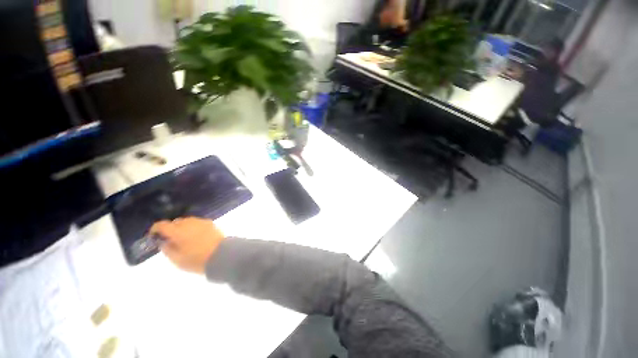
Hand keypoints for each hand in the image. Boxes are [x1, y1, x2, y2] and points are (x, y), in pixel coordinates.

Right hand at [150, 217, 225, 273]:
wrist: (221, 254)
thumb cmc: (197, 260)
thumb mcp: (177, 259)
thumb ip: (167, 249)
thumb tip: (163, 242)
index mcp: (178, 232)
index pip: (162, 225)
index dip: (155, 229)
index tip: (154, 235)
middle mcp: (189, 223)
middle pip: (175, 222)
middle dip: (171, 229)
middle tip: (171, 239)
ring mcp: (201, 222)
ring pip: (187, 221)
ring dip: (183, 227)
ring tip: (184, 238)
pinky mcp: (210, 223)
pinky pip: (197, 222)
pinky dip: (193, 227)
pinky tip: (195, 236)